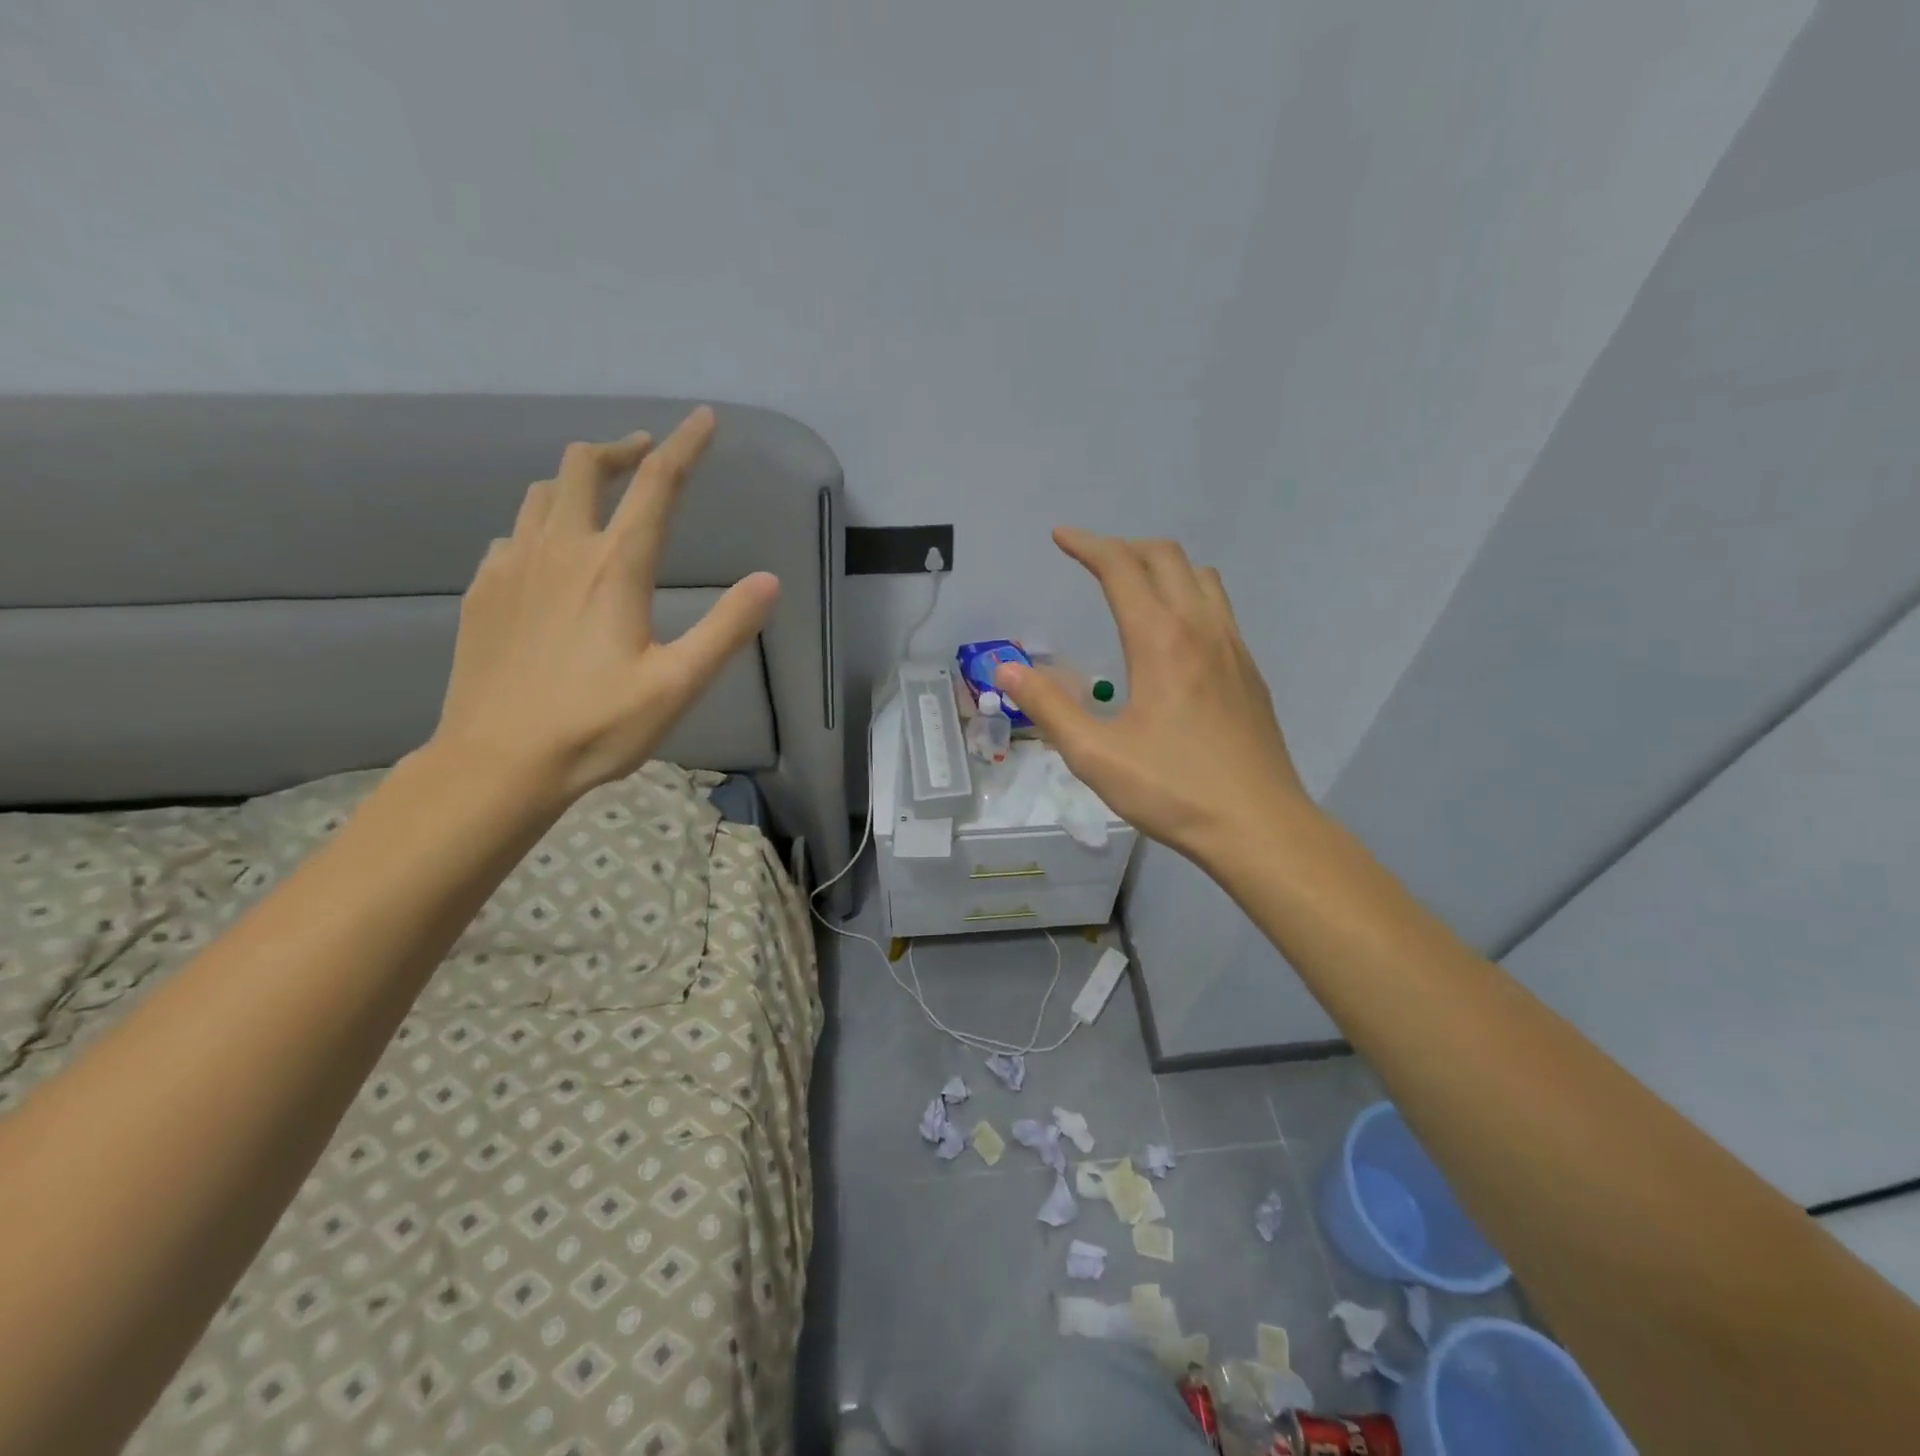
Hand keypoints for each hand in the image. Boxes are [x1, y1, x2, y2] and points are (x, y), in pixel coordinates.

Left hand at [431, 407, 778, 802]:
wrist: (497, 762)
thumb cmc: (597, 726)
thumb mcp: (679, 684)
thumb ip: (726, 628)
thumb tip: (767, 581)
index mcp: (615, 569)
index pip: (657, 486)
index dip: (685, 446)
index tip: (703, 418)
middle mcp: (560, 550)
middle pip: (583, 467)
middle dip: (620, 450)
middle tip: (646, 456)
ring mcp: (512, 567)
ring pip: (543, 494)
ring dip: (578, 482)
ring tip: (603, 498)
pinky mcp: (482, 591)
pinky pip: (514, 533)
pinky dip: (541, 524)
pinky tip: (551, 556)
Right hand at [994, 528, 1306, 863]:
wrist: (1259, 826)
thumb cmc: (1172, 790)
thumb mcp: (1095, 755)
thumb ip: (1048, 707)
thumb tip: (1006, 669)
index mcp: (1160, 641)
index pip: (1121, 569)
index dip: (1087, 545)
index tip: (1060, 537)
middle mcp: (1201, 629)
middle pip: (1165, 557)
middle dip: (1124, 547)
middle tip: (1091, 561)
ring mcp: (1234, 648)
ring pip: (1201, 578)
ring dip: (1163, 567)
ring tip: (1133, 588)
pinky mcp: (1250, 672)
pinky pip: (1219, 609)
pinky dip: (1189, 596)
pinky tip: (1174, 637)